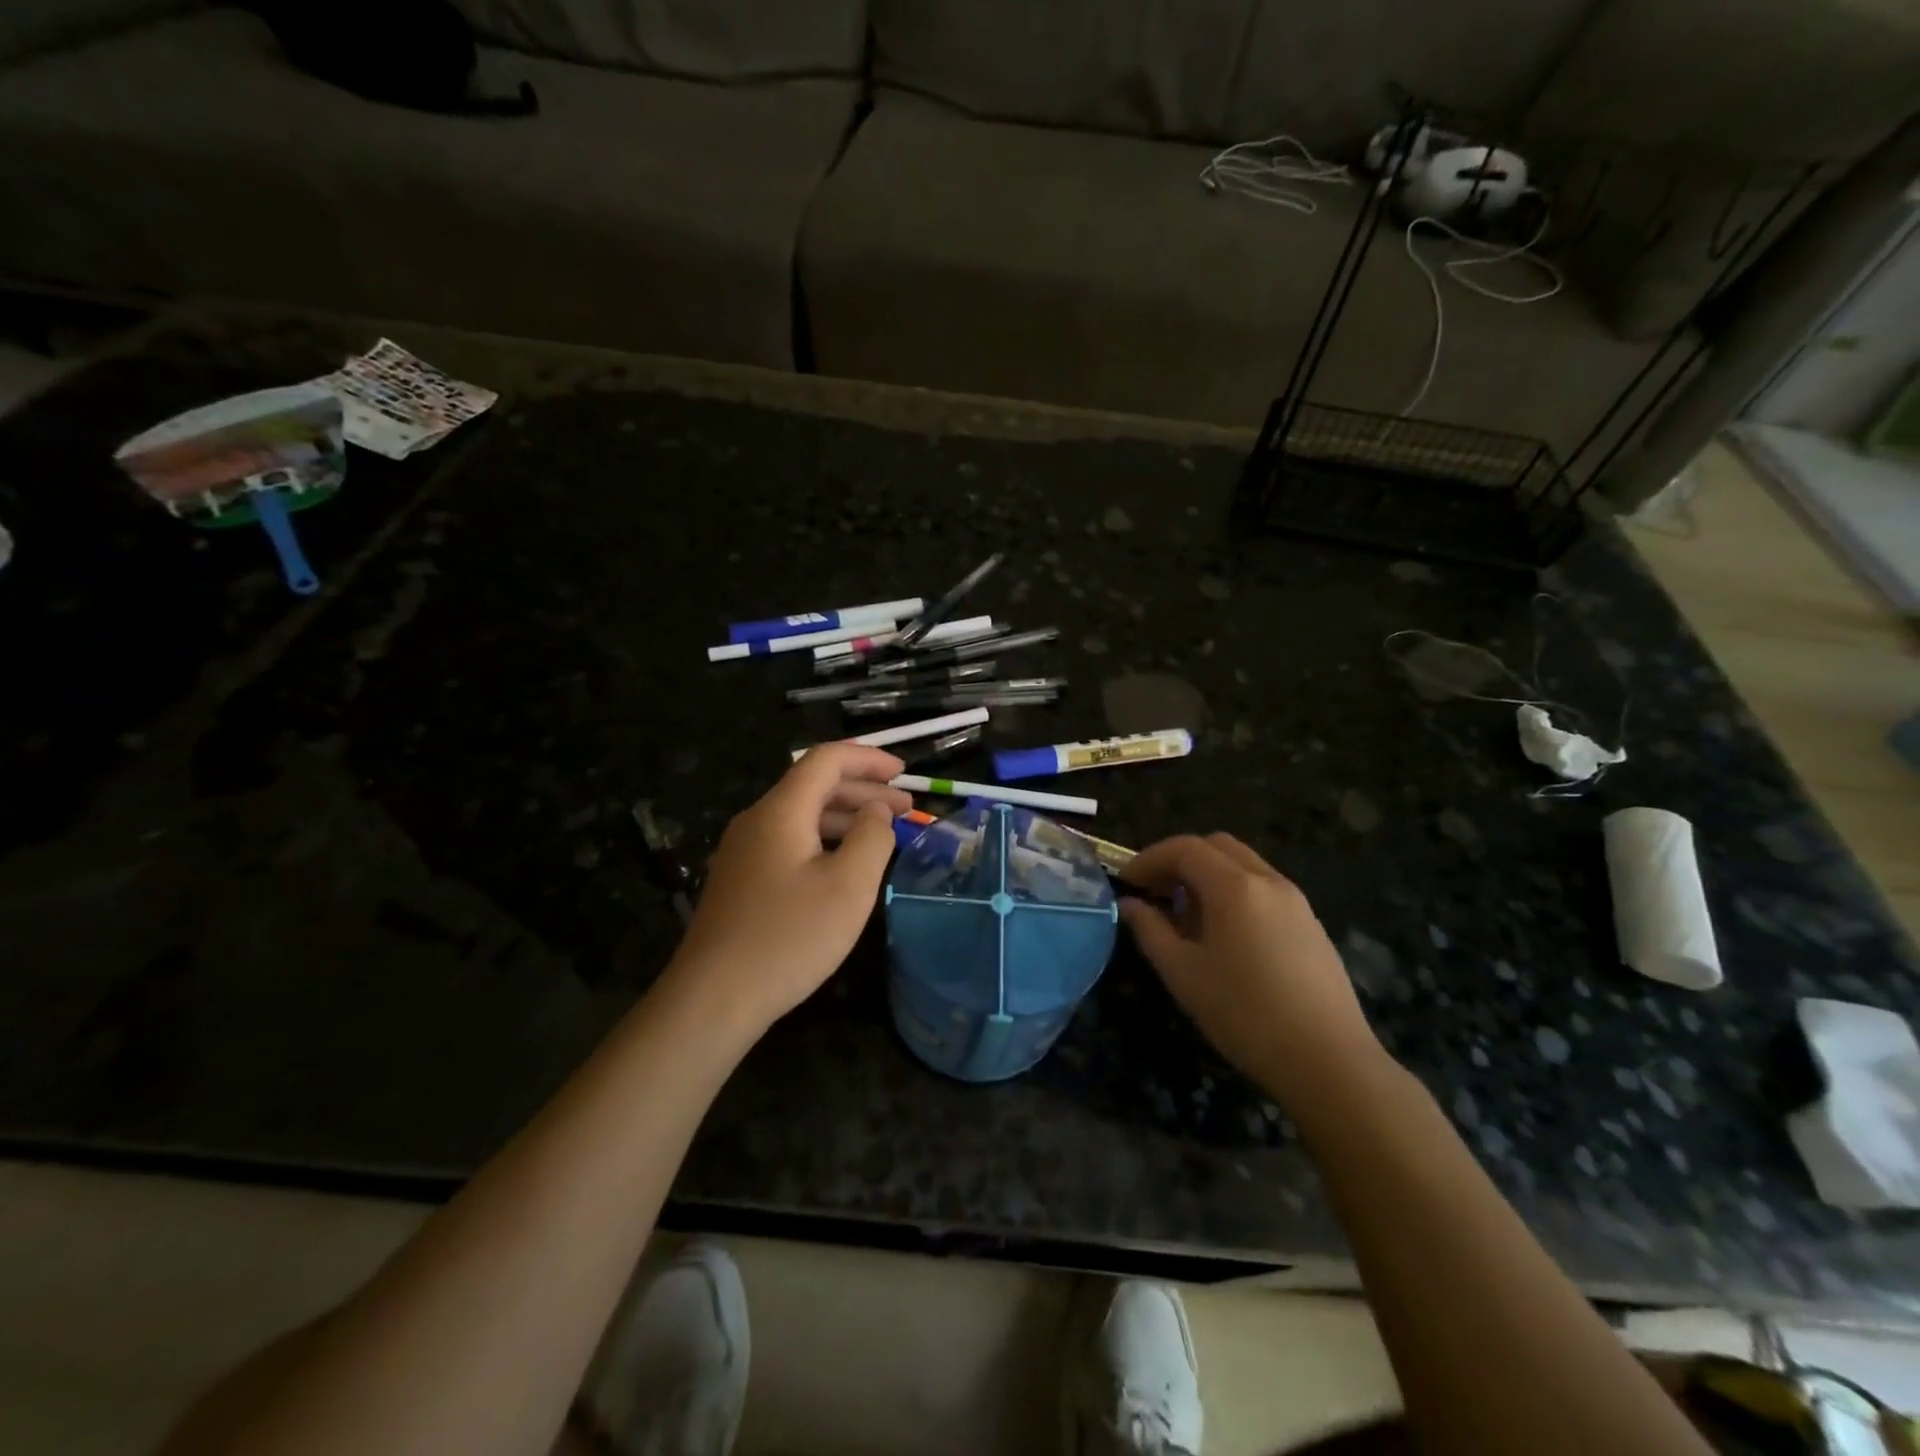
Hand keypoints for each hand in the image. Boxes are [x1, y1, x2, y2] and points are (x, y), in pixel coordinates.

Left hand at [662, 744, 910, 1035]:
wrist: (713, 998)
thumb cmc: (789, 937)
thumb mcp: (848, 886)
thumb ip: (872, 837)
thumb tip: (876, 811)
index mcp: (781, 812)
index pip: (826, 759)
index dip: (868, 758)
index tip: (903, 771)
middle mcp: (757, 821)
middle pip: (814, 785)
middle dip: (863, 790)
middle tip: (906, 808)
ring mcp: (744, 852)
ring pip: (802, 815)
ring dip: (846, 817)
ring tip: (884, 835)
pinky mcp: (741, 880)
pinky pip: (790, 841)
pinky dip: (825, 840)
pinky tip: (845, 866)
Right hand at [1120, 834, 1386, 1105]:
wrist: (1329, 1061)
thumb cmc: (1244, 1014)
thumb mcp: (1183, 974)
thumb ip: (1150, 930)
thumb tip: (1129, 905)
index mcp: (1234, 886)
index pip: (1184, 848)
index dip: (1149, 859)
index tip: (1126, 882)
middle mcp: (1268, 880)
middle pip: (1216, 846)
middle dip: (1179, 860)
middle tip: (1155, 892)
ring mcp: (1295, 900)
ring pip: (1243, 865)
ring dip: (1207, 875)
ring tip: (1185, 916)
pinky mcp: (1310, 924)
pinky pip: (1263, 888)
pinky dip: (1234, 892)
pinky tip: (1224, 935)